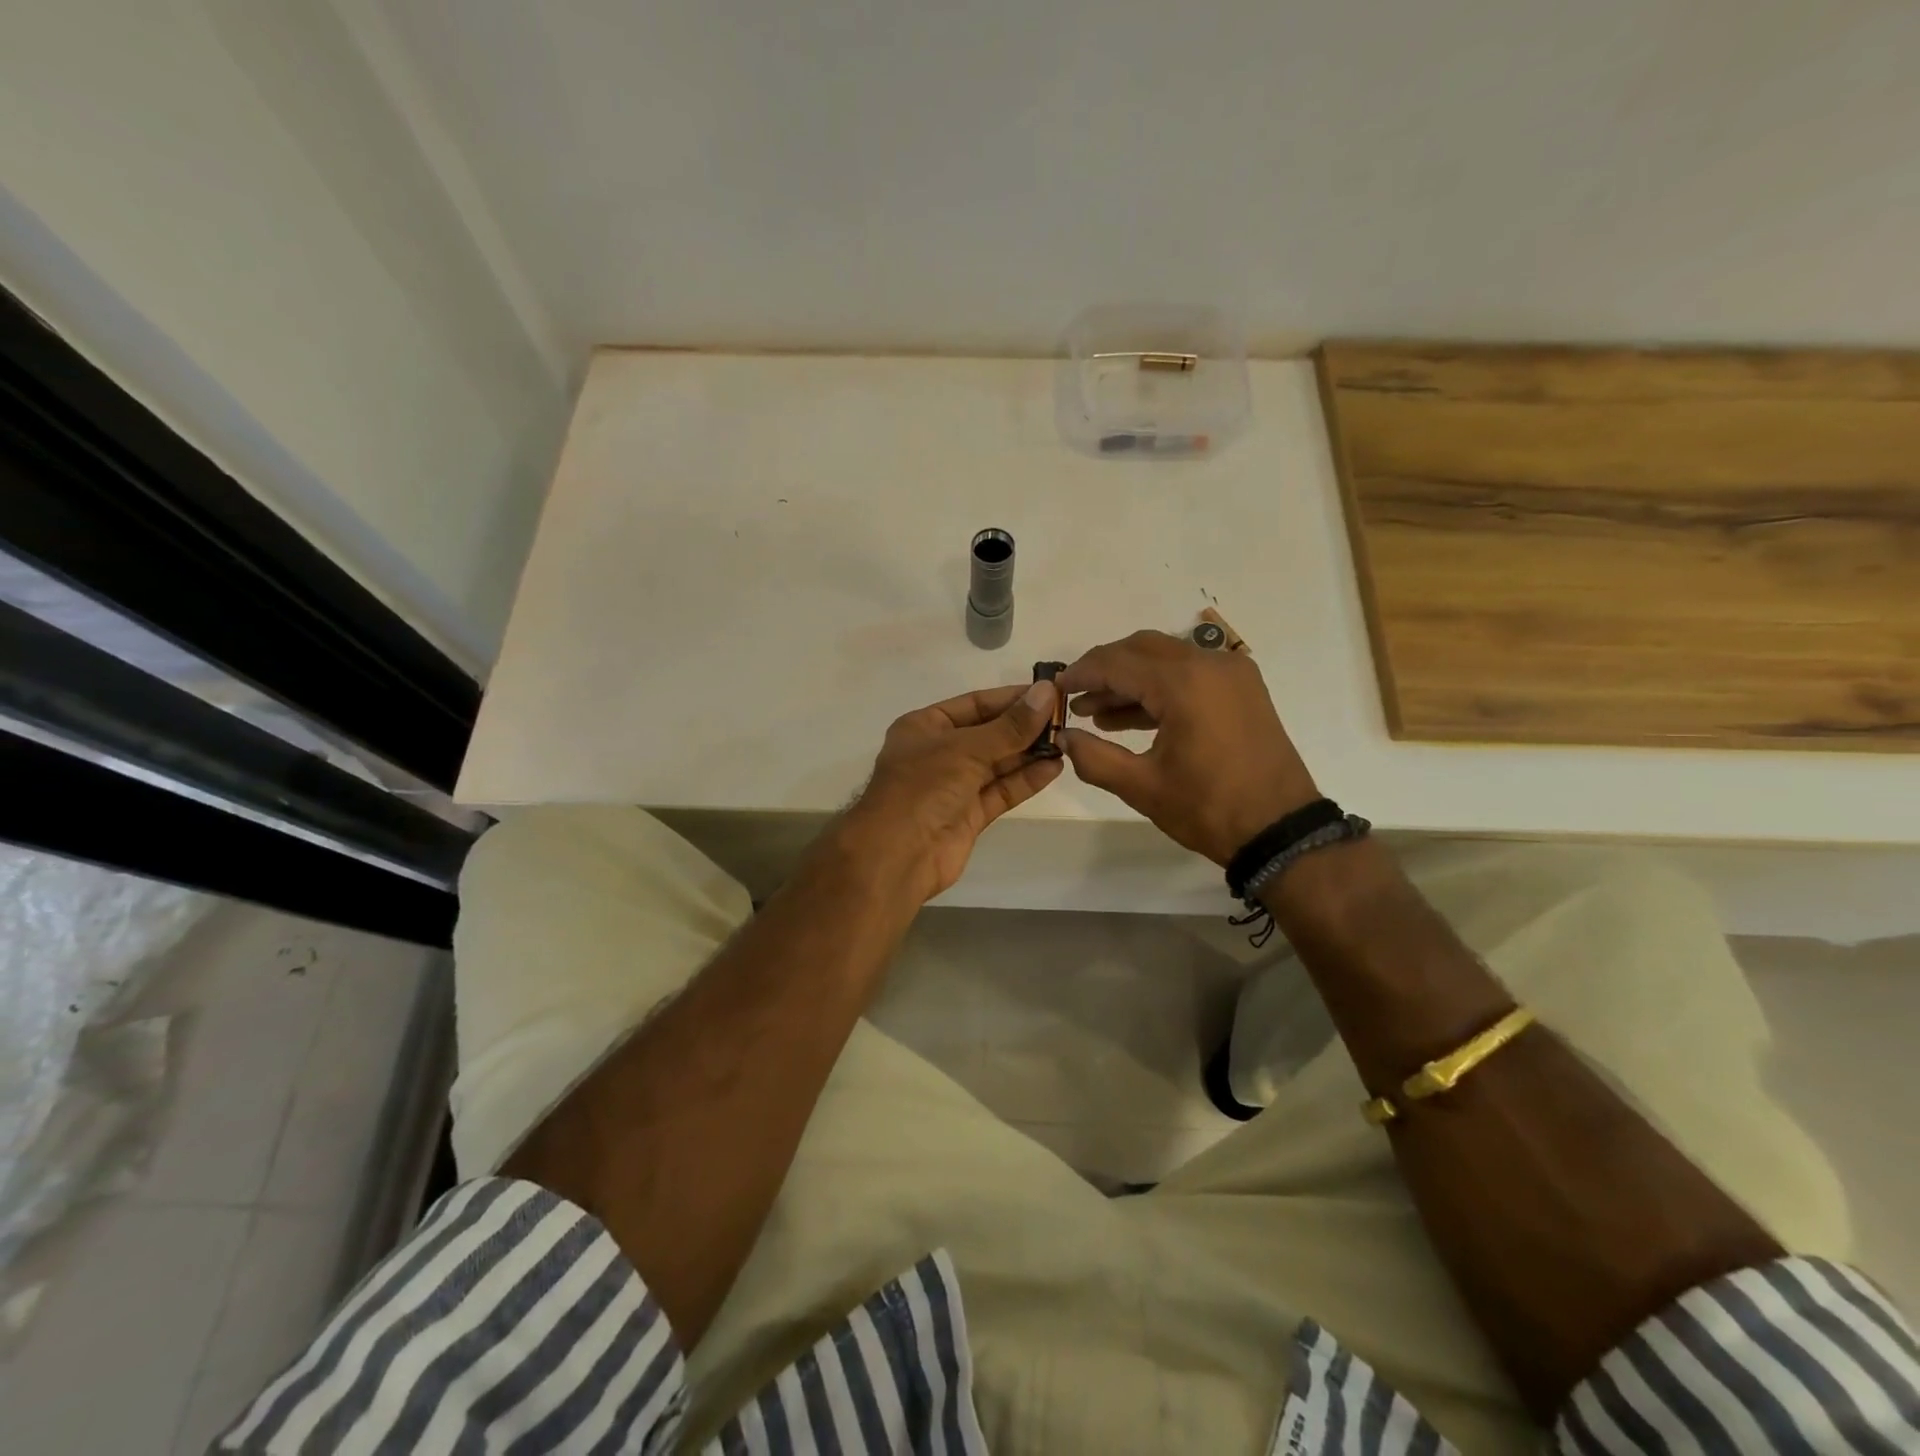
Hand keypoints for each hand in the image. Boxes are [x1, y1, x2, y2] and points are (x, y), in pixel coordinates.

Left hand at [842, 680, 1064, 901]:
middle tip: (1065, 718)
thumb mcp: (966, 748)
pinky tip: (1054, 767)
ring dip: (1029, 753)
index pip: (974, 704)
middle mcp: (939, 753)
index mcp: (925, 727)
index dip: (1011, 698)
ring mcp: (954, 786)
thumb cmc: (923, 787)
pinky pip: (1001, 791)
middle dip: (1024, 727)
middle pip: (989, 733)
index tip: (1049, 693)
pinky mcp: (969, 815)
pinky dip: (1025, 780)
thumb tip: (1047, 692)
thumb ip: (1010, 726)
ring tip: (1067, 741)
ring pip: (997, 764)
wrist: (897, 855)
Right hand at [1059, 631, 1318, 865]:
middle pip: (1142, 649)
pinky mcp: (1242, 690)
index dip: (1081, 674)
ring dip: (1130, 680)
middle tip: (1074, 696)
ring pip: (1166, 659)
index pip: (1117, 662)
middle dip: (1104, 670)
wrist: (1280, 830)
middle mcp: (1210, 664)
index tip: (1055, 690)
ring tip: (1094, 714)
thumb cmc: (1208, 808)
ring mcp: (1231, 674)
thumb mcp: (1141, 786)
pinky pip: (1190, 674)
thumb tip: (1063, 737)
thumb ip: (1093, 757)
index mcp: (1184, 683)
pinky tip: (1130, 717)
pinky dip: (1159, 688)